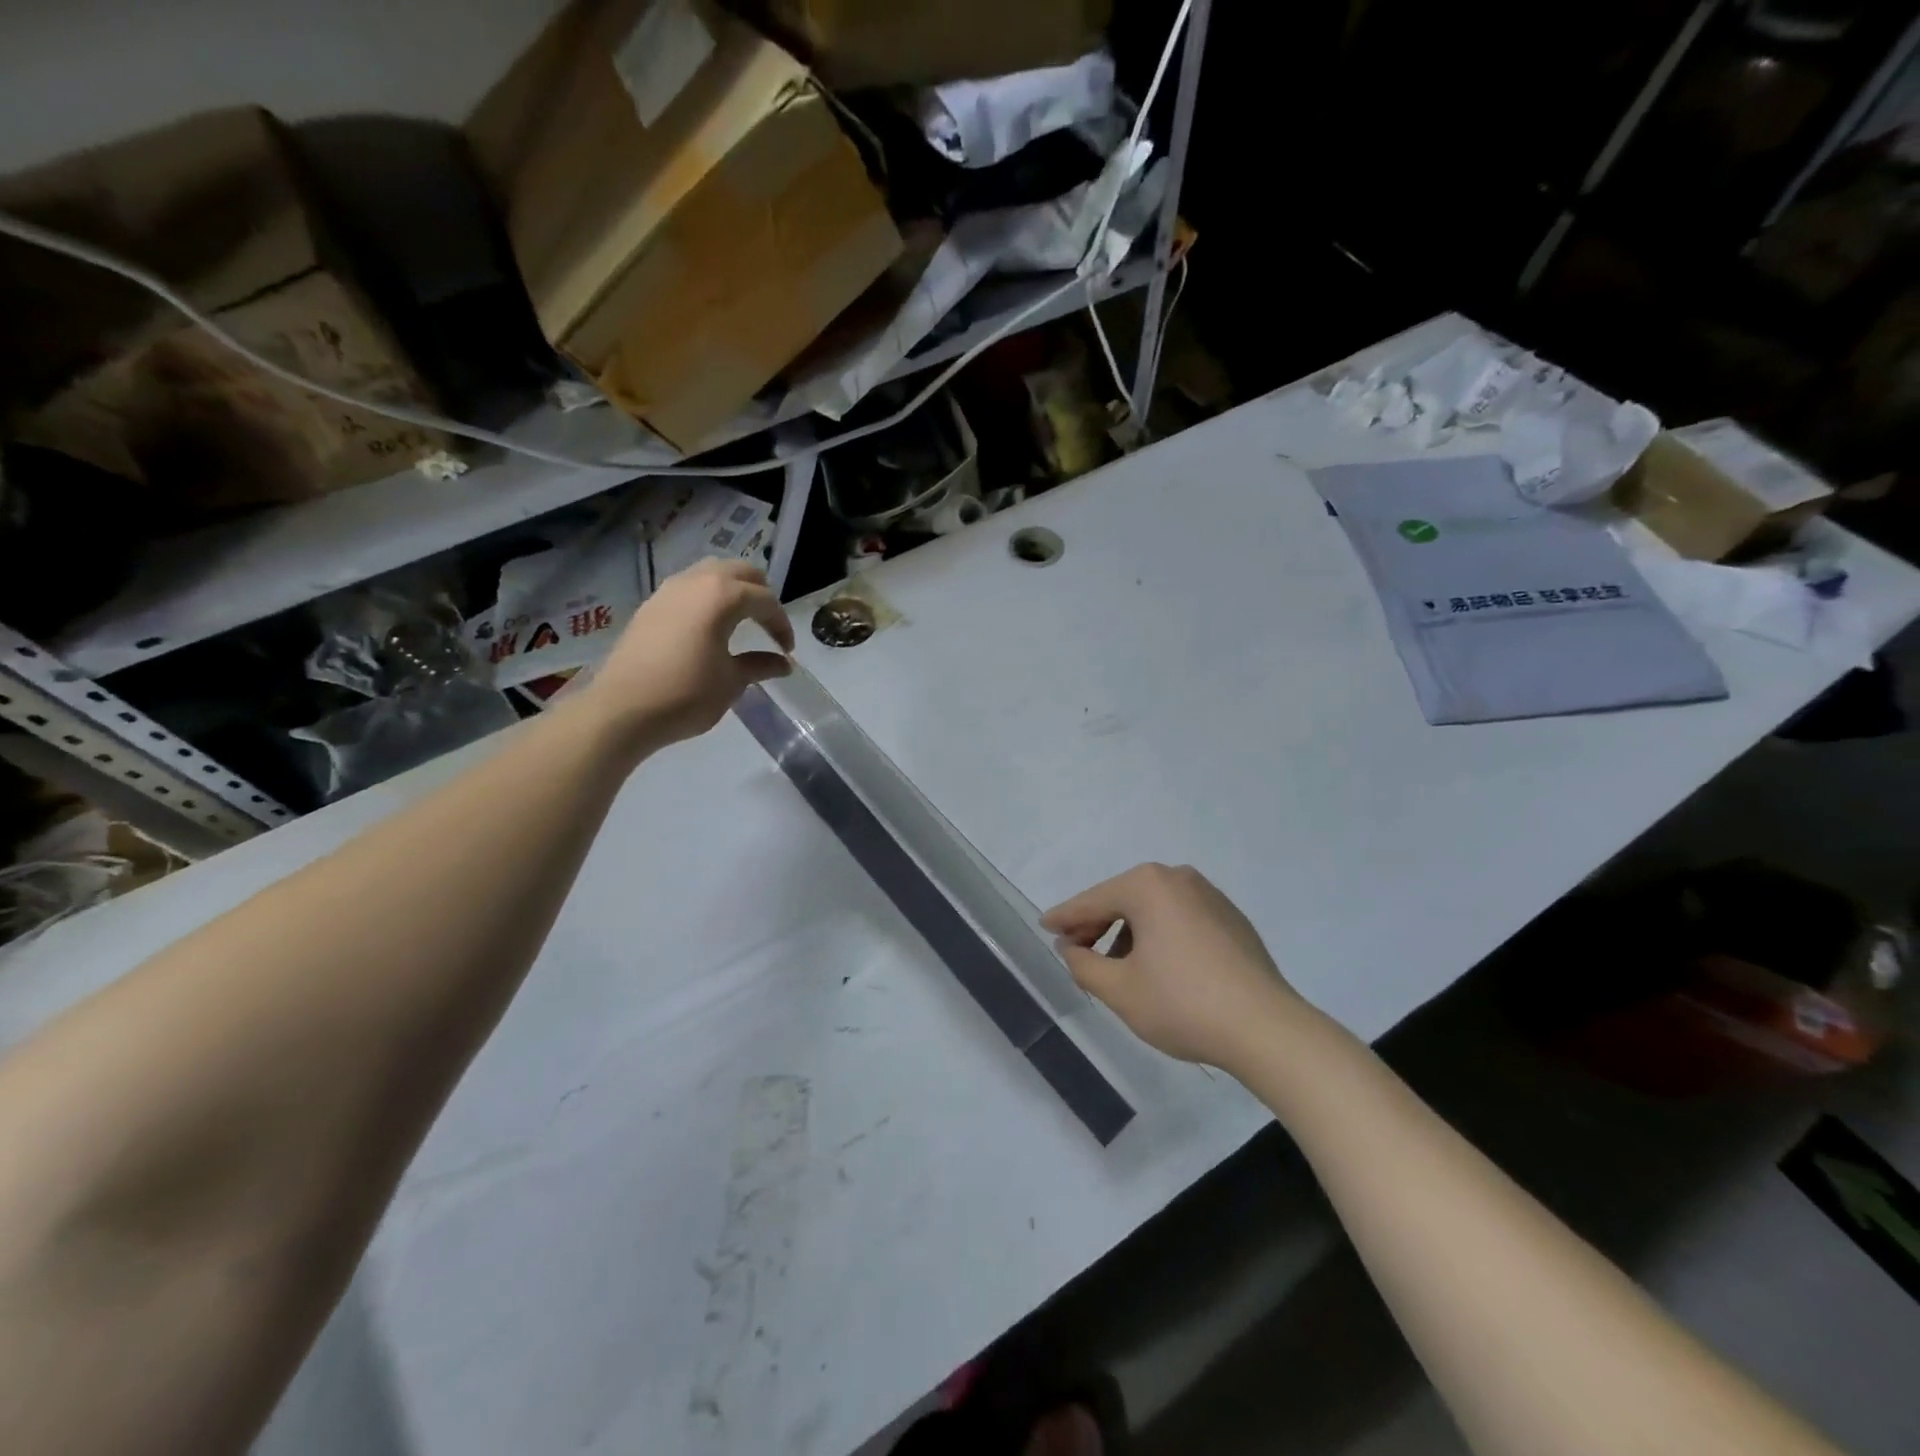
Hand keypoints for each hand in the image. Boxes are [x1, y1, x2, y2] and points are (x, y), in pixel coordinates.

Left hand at [585, 559, 793, 749]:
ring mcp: (669, 590)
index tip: (787, 650)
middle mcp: (696, 581)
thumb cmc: (687, 694)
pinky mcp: (650, 605)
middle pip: (740, 572)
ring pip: (711, 572)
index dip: (781, 624)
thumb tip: (783, 664)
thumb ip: (760, 665)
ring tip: (740, 619)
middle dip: (761, 594)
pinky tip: (708, 626)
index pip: (765, 600)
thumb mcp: (732, 681)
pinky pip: (688, 587)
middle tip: (768, 625)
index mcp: (722, 596)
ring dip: (732, 590)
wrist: (623, 709)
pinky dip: (707, 598)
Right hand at [1042, 863, 1310, 1071]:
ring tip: (1118, 968)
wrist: (1267, 1029)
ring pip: (1153, 909)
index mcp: (1148, 886)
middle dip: (1097, 925)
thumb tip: (1070, 947)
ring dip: (1128, 933)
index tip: (1044, 926)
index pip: (1092, 901)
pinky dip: (1159, 935)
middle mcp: (1179, 878)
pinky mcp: (1231, 918)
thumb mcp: (1119, 990)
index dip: (1065, 917)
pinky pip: (1180, 918)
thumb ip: (1084, 964)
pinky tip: (1158, 967)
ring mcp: (1210, 895)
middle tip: (1077, 952)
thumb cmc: (1183, 1004)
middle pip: (1123, 899)